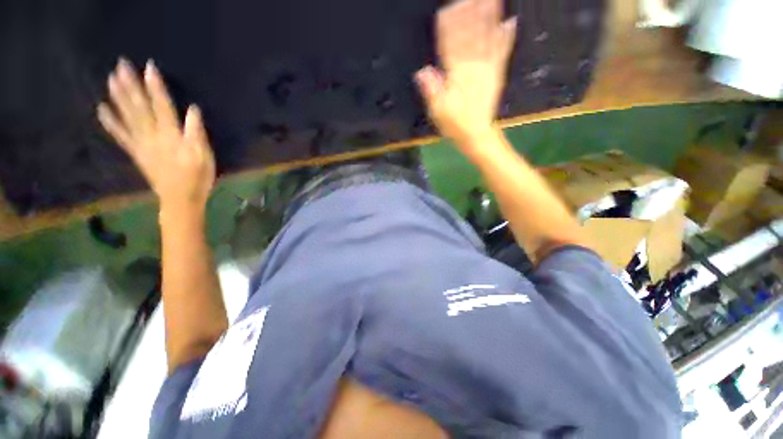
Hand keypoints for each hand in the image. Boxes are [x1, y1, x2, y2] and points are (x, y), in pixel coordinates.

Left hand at [97, 58, 214, 215]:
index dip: (156, 87)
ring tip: (110, 79)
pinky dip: (110, 122)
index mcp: (171, 136)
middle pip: (140, 108)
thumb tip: (192, 110)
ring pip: (128, 117)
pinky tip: (101, 109)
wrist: (180, 200)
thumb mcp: (204, 157)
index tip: (149, 67)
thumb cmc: (198, 178)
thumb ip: (197, 134)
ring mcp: (141, 144)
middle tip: (120, 65)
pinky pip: (121, 136)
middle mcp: (153, 136)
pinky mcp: (136, 153)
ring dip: (118, 97)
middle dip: (130, 86)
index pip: (162, 107)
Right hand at [415, 0, 515, 145]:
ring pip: (487, 39)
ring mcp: (487, 70)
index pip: (450, 46)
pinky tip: (511, 22)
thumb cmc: (455, 125)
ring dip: (489, 17)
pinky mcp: (496, 76)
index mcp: (456, 76)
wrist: (476, 135)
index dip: (448, 27)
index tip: (447, 8)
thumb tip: (422, 72)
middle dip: (469, 13)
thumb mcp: (438, 112)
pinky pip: (502, 54)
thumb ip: (431, 92)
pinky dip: (507, 38)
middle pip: (470, 36)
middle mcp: (472, 68)